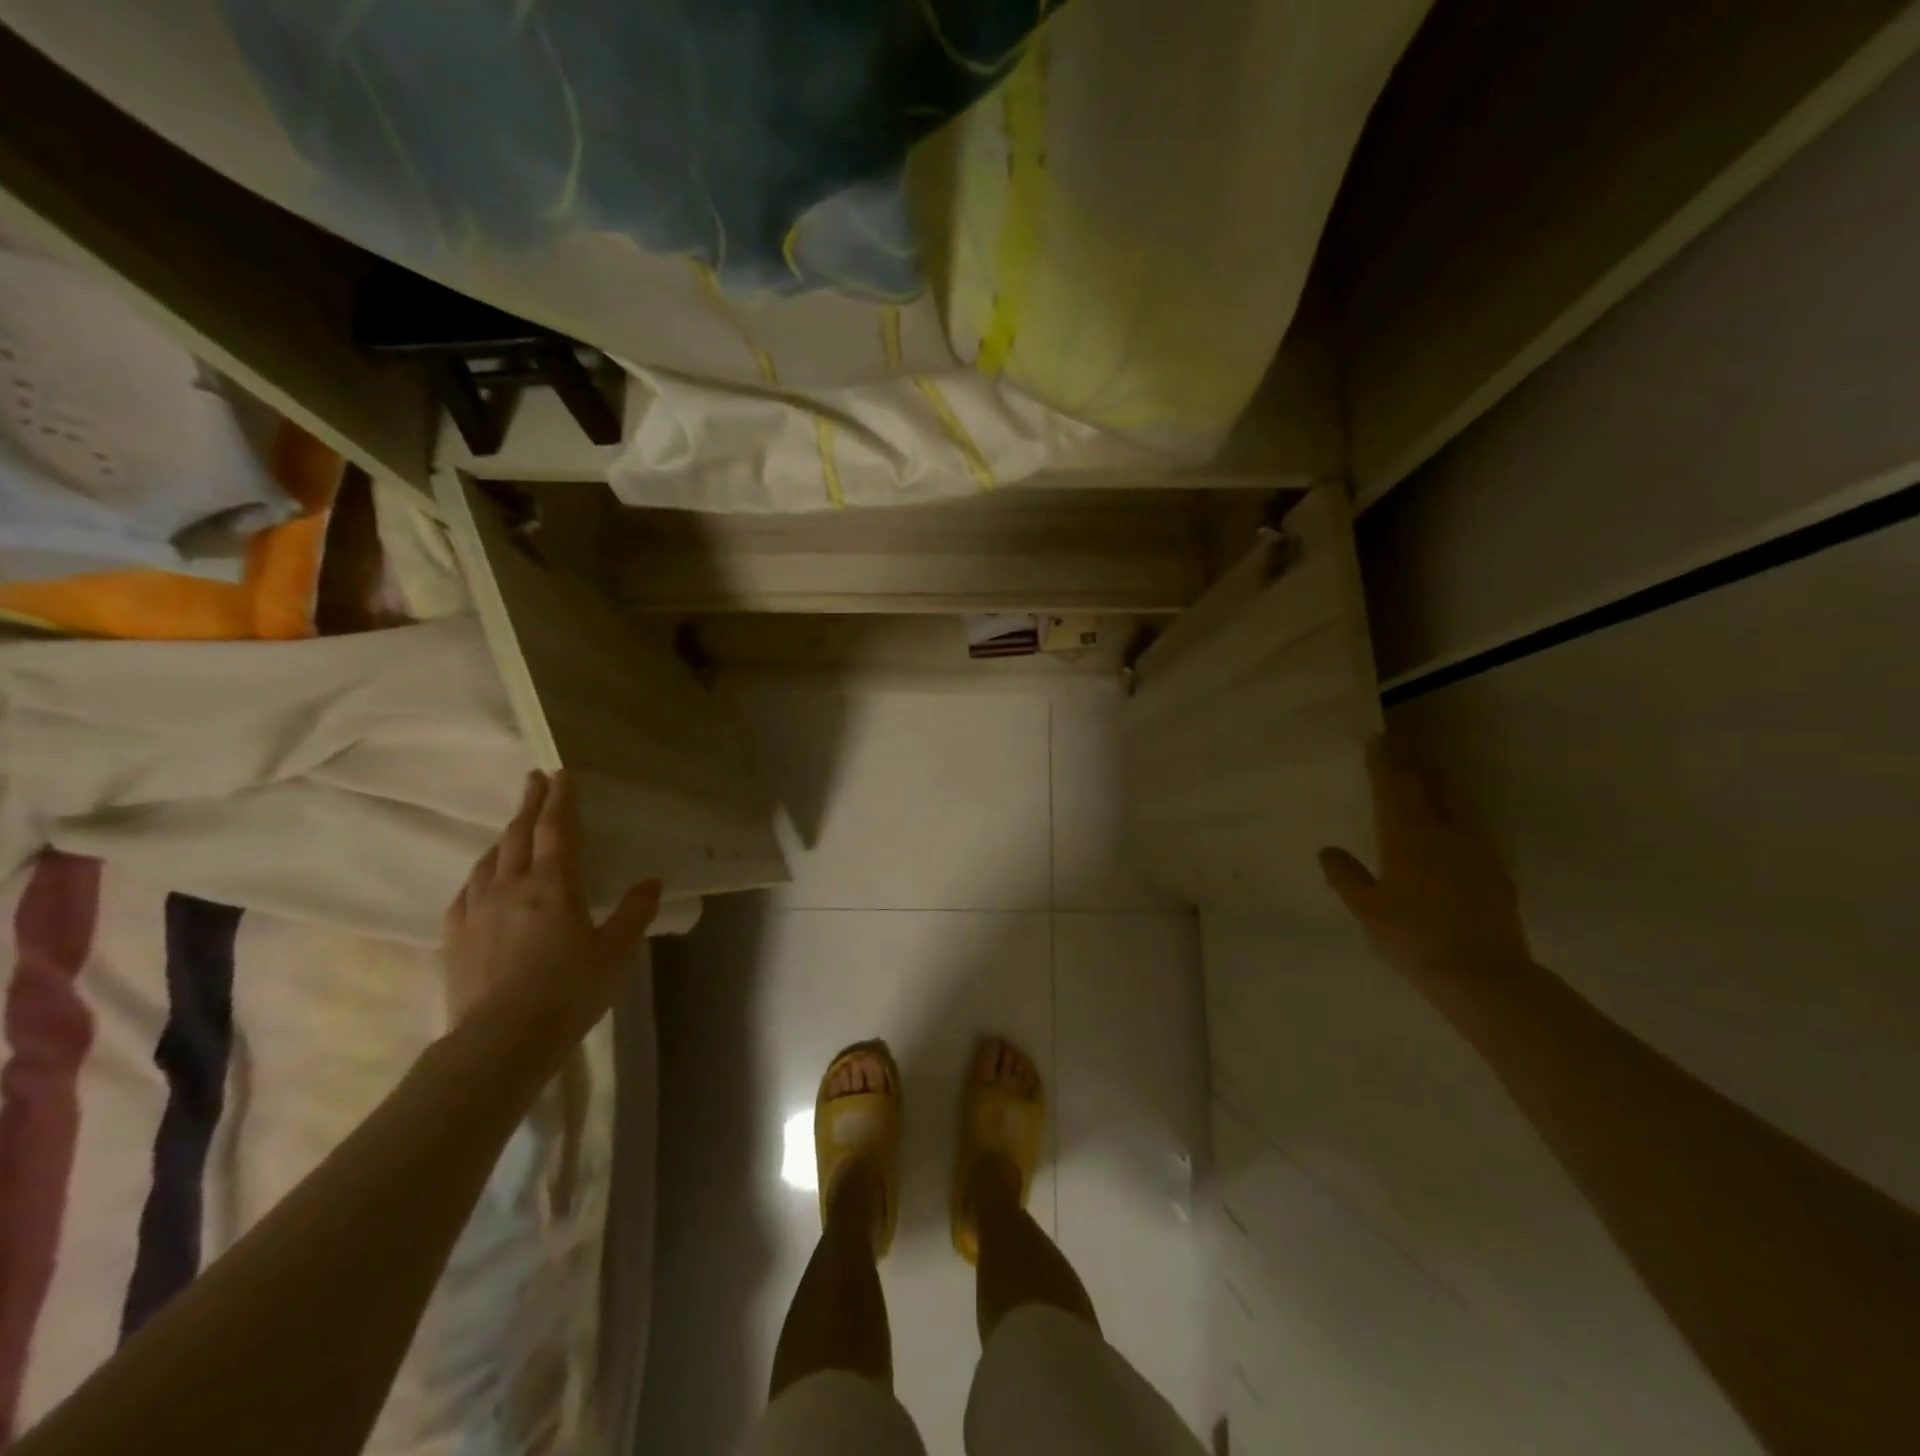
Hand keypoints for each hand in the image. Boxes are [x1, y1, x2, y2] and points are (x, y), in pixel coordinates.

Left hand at [442, 769, 660, 1035]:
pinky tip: (484, 879)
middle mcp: (511, 885)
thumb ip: (635, 913)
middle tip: (535, 781)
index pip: (557, 829)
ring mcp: (477, 909)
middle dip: (529, 804)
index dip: (561, 799)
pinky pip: (468, 890)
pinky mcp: (455, 936)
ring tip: (513, 829)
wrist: (501, 1041)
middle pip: (518, 834)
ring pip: (489, 859)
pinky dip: (481, 872)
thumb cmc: (569, 992)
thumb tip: (652, 882)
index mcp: (554, 884)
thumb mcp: (616, 952)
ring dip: (504, 837)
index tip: (560, 774)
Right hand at [1320, 736, 1531, 984]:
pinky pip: (1470, 831)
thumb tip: (1328, 850)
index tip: (1378, 739)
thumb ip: (1345, 876)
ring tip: (1423, 782)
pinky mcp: (1496, 871)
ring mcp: (1476, 849)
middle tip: (1399, 750)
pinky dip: (1453, 819)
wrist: (1483, 975)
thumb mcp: (1366, 910)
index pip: (1393, 786)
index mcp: (1406, 836)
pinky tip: (1448, 833)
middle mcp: (1444, 832)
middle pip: (1428, 786)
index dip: (1384, 761)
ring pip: (1454, 805)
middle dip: (1411, 766)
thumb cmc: (1412, 938)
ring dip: (1436, 788)